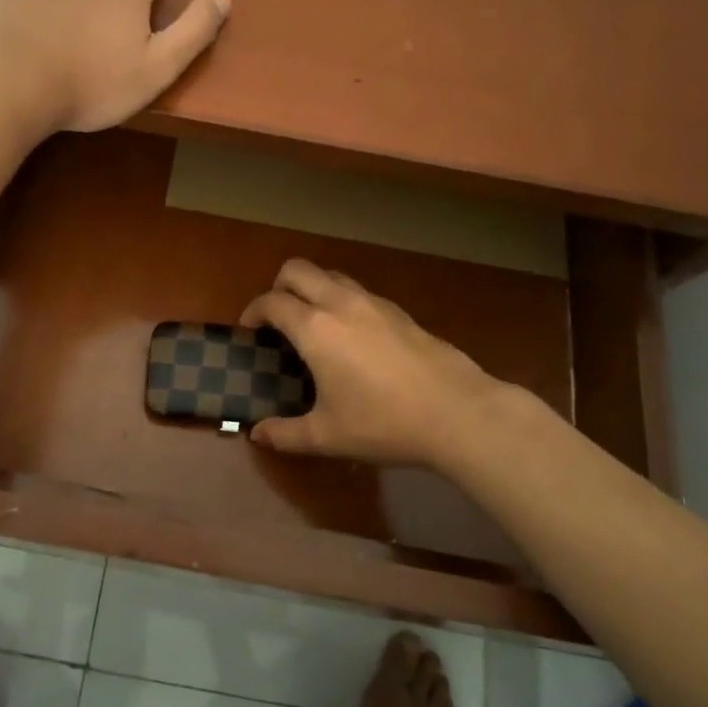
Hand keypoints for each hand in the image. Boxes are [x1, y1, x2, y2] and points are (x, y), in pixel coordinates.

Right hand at [239, 259, 513, 467]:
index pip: (271, 302)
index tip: (249, 332)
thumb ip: (285, 434)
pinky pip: (357, 291)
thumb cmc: (384, 423)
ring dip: (311, 288)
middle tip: (276, 320)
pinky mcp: (399, 311)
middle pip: (297, 270)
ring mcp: (373, 302)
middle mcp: (340, 303)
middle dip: (278, 287)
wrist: (458, 412)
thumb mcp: (327, 436)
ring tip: (312, 324)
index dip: (252, 312)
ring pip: (330, 274)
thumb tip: (256, 434)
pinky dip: (341, 300)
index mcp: (315, 328)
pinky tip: (351, 337)